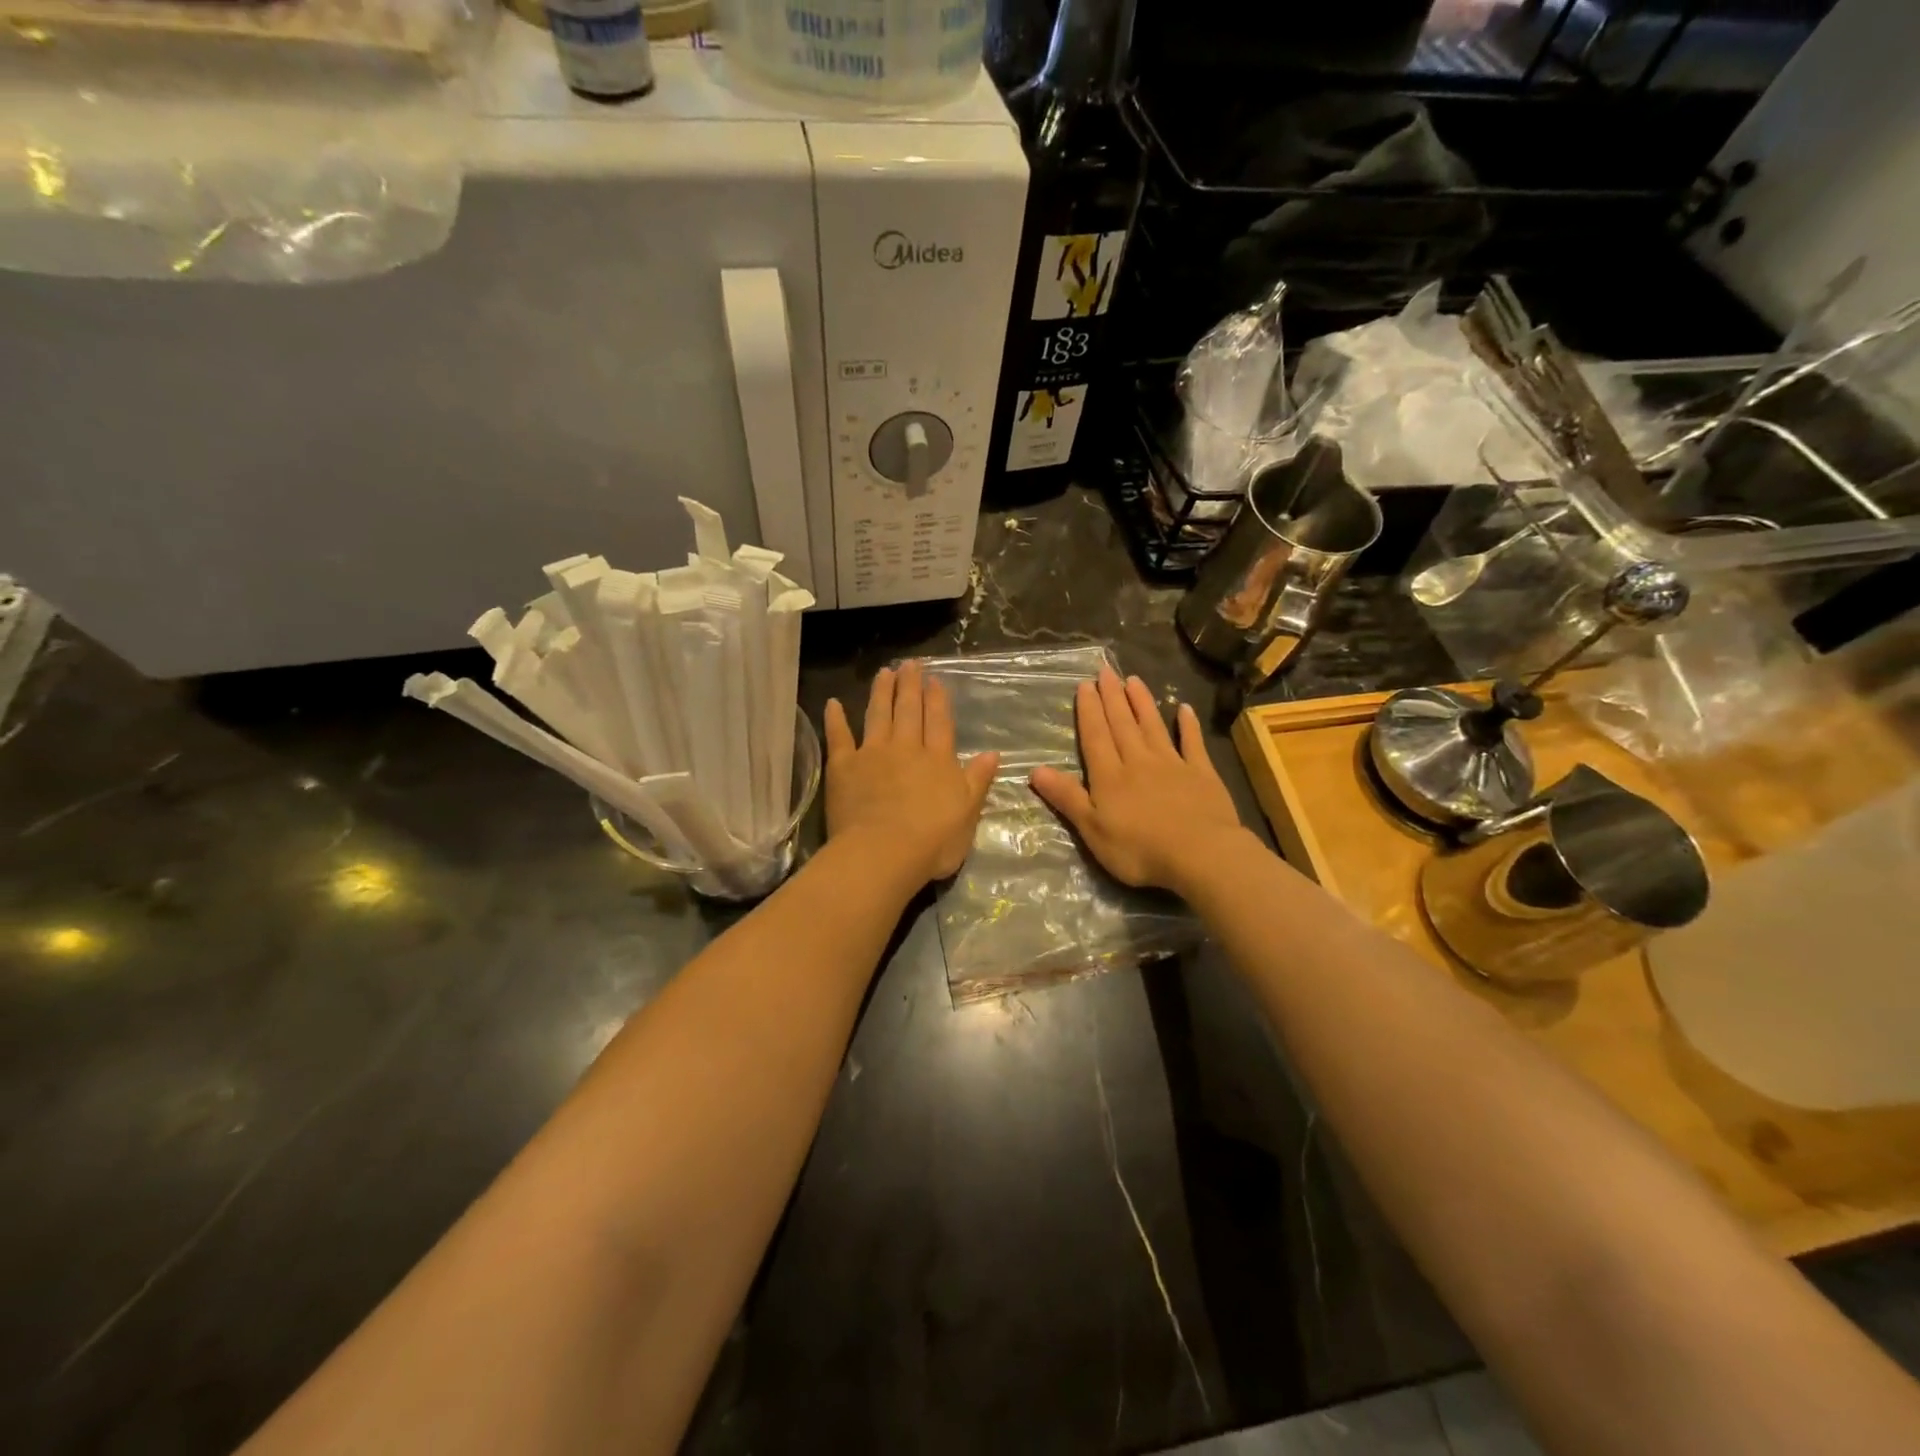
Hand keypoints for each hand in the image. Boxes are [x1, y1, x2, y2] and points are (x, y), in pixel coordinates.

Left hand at [824, 662, 999, 887]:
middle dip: (910, 686)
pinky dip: (835, 719)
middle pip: (908, 711)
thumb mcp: (968, 814)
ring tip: (884, 672)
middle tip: (910, 664)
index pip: (939, 722)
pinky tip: (832, 703)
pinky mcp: (843, 767)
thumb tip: (993, 753)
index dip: (937, 700)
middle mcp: (906, 748)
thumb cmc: (933, 841)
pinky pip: (839, 737)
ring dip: (881, 692)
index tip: (934, 679)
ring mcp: (872, 754)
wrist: (884, 853)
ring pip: (877, 715)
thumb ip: (977, 781)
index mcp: (938, 760)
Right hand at [1029, 668, 1247, 893]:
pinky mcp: (1201, 774)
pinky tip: (1184, 709)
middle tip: (1106, 671)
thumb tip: (1035, 770)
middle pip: (1122, 724)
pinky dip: (1188, 725)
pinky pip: (1192, 744)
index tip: (1085, 685)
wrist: (1200, 854)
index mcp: (1110, 776)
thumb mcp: (1092, 829)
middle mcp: (1138, 761)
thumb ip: (1067, 797)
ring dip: (1142, 703)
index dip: (1089, 711)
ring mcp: (1172, 764)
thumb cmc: (1139, 849)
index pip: (1095, 736)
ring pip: (1153, 727)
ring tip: (1134, 680)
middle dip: (1112, 697)